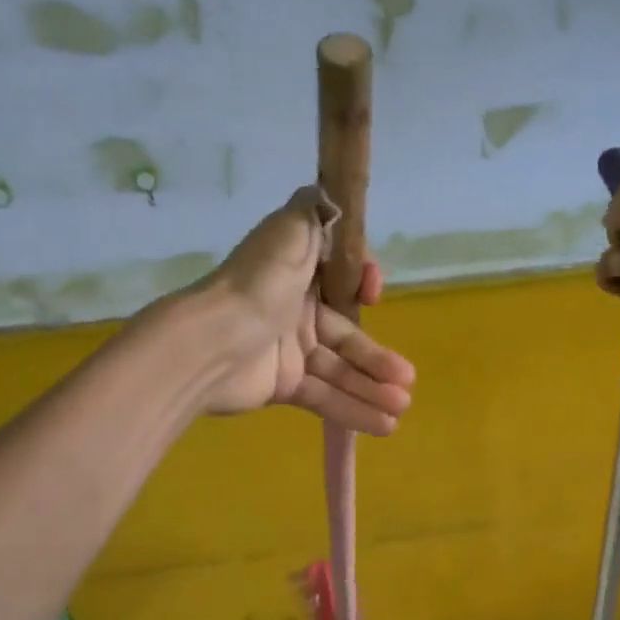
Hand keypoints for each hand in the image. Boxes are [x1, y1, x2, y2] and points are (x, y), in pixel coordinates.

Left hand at [191, 187, 414, 432]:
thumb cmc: (260, 284)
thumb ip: (316, 209)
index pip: (341, 283)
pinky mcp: (282, 384)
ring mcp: (289, 350)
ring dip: (373, 389)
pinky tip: (383, 425)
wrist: (212, 342)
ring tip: (401, 409)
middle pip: (347, 335)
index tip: (373, 296)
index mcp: (298, 273)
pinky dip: (352, 410)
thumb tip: (334, 194)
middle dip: (378, 359)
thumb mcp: (293, 229)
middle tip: (407, 381)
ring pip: (340, 370)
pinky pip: (324, 396)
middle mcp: (295, 310)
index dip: (362, 289)